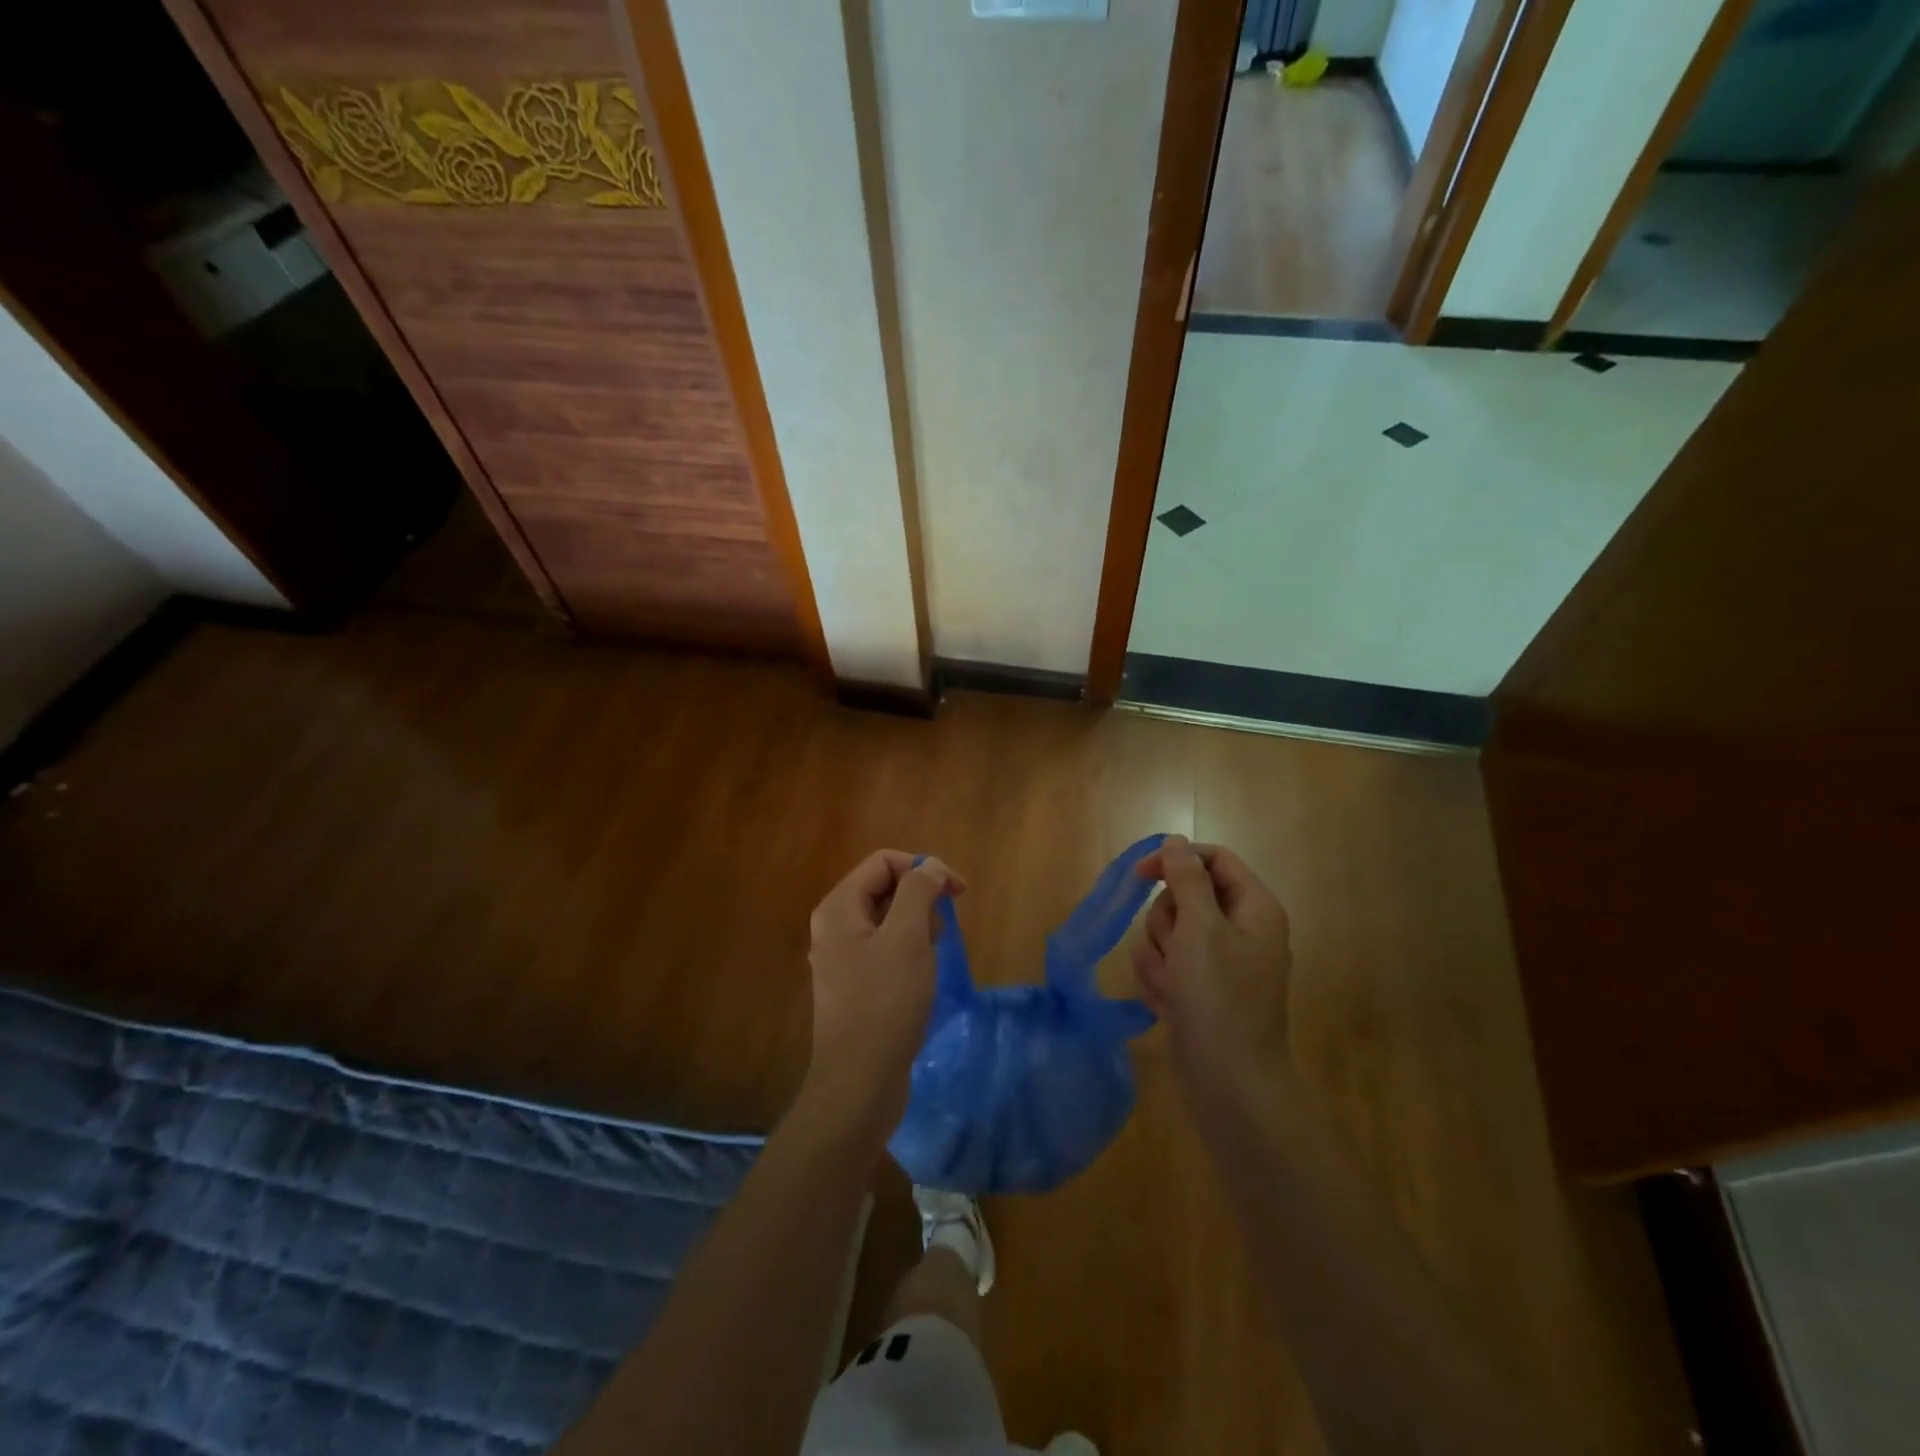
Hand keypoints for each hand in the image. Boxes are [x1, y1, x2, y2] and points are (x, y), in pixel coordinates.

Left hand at [802, 850, 964, 1142]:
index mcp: (839, 907)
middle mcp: (834, 927)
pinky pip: (886, 950)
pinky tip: (921, 979)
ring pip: (888, 921)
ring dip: (917, 928)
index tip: (958, 892)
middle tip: (940, 933)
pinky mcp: (855, 985)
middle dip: (920, 900)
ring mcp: (842, 958)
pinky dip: (908, 953)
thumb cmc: (885, 1003)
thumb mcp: (907, 938)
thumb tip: (930, 868)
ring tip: (929, 960)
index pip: (884, 861)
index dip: (924, 867)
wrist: (859, 1083)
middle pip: (885, 888)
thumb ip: (918, 891)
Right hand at [1133, 835, 1292, 1101]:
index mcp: (1254, 907)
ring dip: (1160, 953)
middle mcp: (1240, 929)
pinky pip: (1168, 963)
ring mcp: (1220, 962)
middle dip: (1167, 920)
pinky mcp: (1201, 988)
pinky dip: (1161, 978)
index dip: (1175, 859)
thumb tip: (1176, 841)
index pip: (1213, 859)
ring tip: (1172, 983)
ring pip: (1170, 930)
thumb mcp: (1200, 928)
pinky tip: (1168, 1001)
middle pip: (1186, 895)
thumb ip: (1186, 878)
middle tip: (1175, 948)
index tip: (1140, 874)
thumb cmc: (1218, 998)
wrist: (1229, 1083)